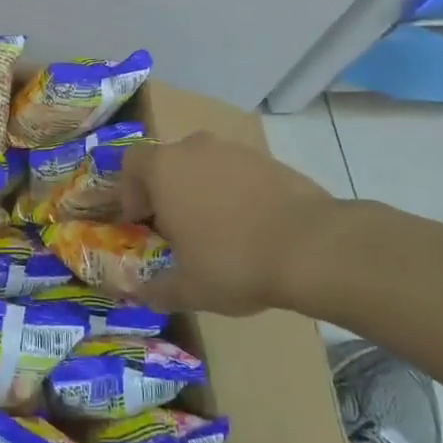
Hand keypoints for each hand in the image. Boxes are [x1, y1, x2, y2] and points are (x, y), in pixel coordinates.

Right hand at [119, 133, 341, 315]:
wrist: (312, 246)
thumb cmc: (234, 261)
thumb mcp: (188, 288)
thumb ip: (156, 289)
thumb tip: (140, 294)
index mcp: (164, 168)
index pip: (131, 164)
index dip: (130, 192)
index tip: (141, 222)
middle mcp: (194, 148)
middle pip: (169, 162)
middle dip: (167, 191)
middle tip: (177, 228)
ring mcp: (234, 150)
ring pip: (204, 165)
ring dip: (202, 190)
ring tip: (217, 230)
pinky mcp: (268, 159)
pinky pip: (237, 172)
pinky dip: (235, 192)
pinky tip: (250, 226)